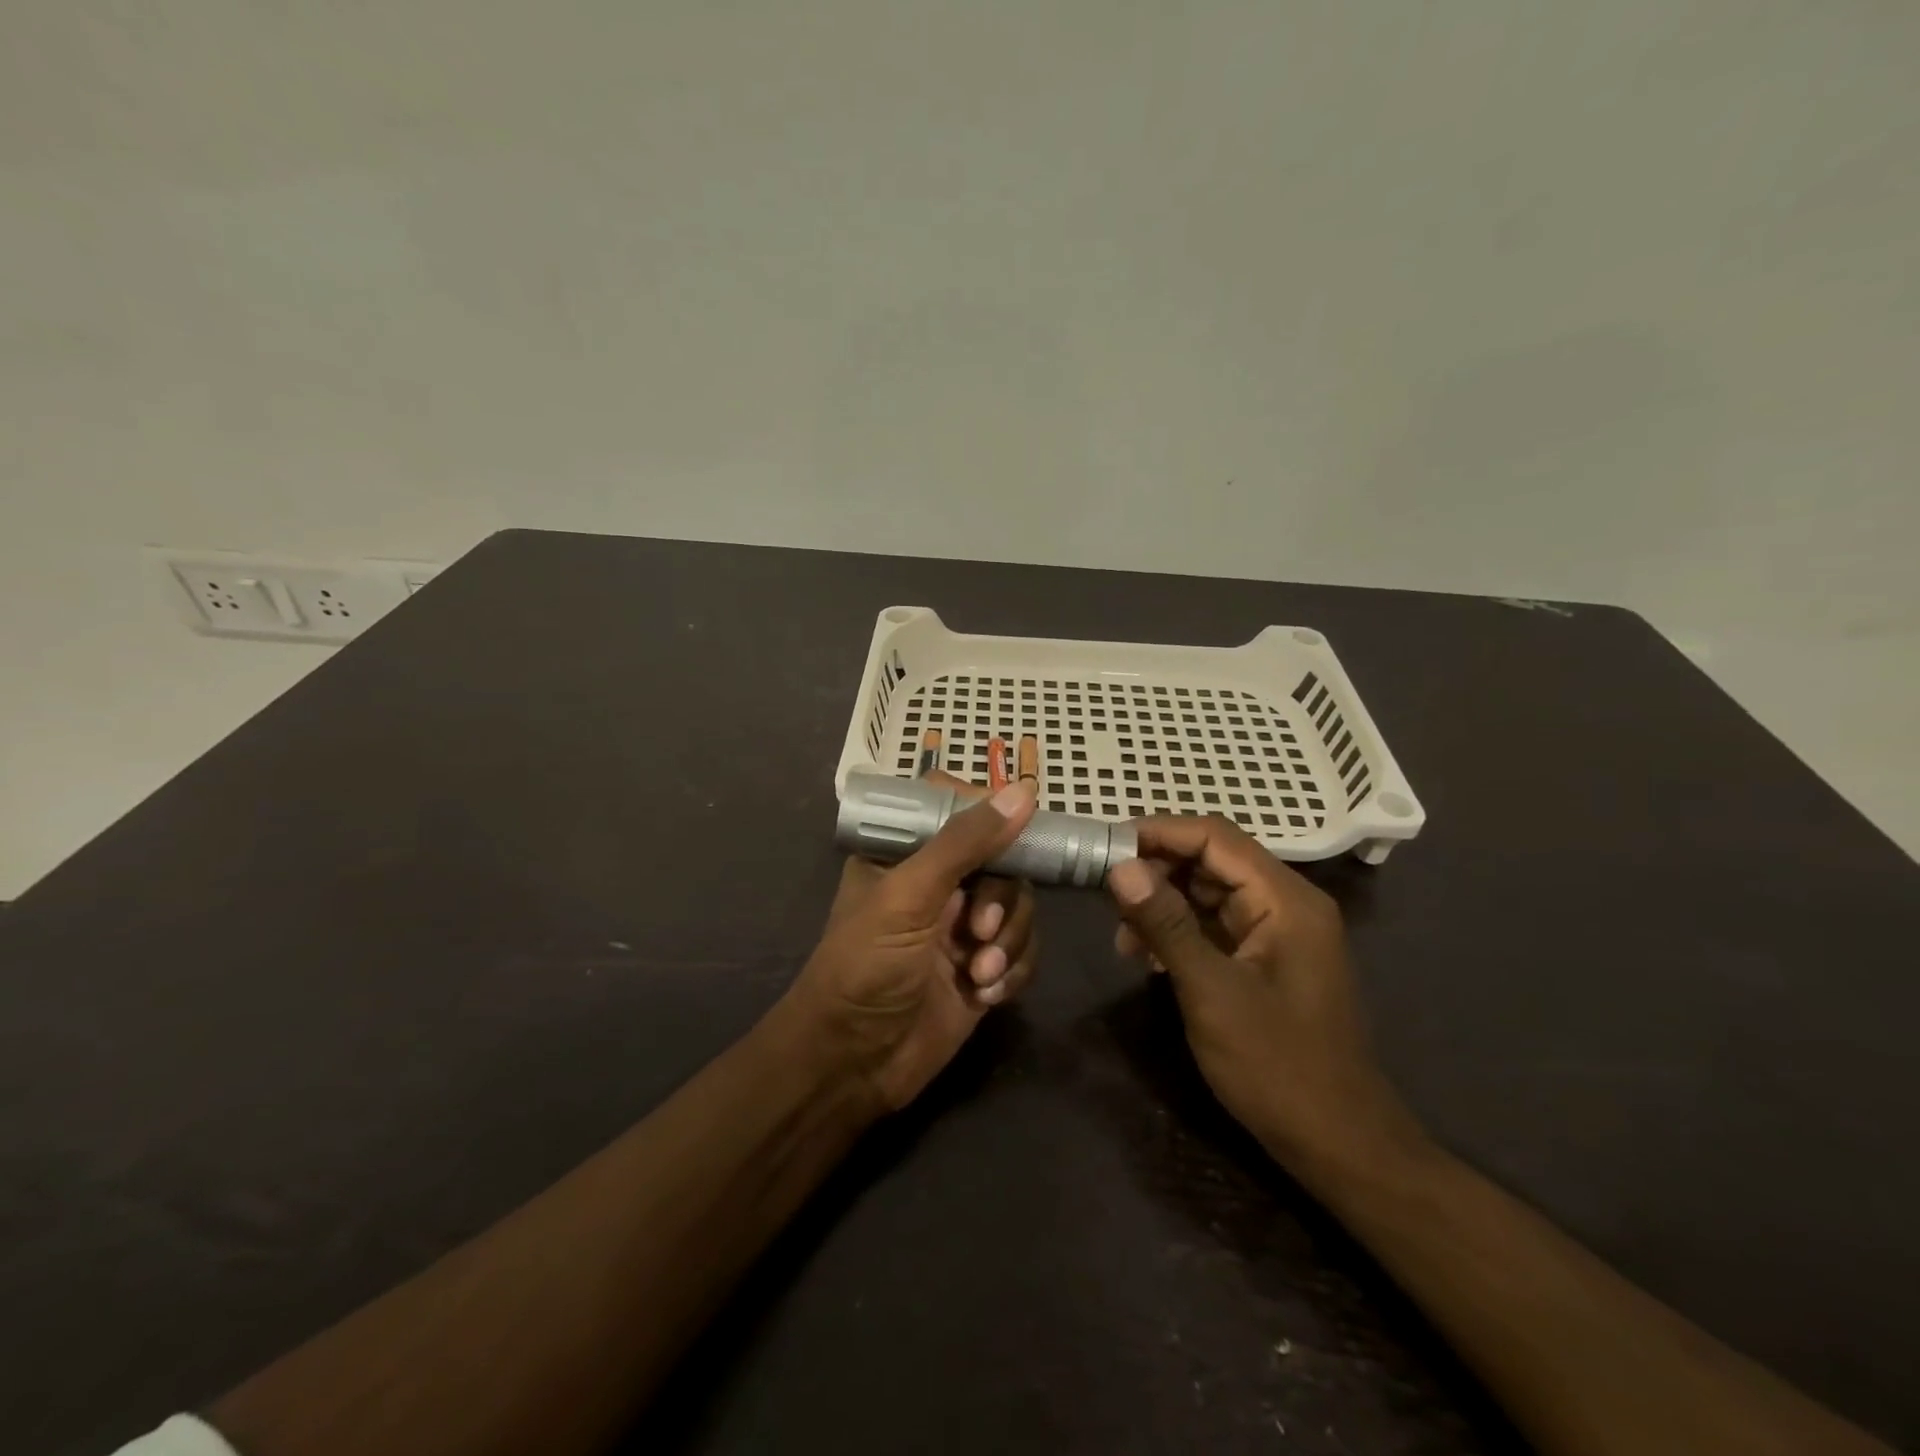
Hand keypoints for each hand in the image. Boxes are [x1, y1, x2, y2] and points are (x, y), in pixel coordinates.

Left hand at [784, 775, 1039, 1114]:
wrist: (853, 1065)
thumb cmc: (864, 967)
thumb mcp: (907, 897)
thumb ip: (963, 843)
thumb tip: (1023, 791)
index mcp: (905, 853)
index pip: (956, 807)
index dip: (987, 816)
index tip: (1009, 837)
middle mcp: (937, 883)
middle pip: (1001, 859)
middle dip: (1001, 898)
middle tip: (980, 930)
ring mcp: (962, 927)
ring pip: (1018, 906)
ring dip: (1009, 940)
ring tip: (980, 973)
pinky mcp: (983, 968)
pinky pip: (1024, 950)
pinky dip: (1014, 970)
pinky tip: (986, 995)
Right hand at [1105, 816, 1423, 1173]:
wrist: (1338, 1144)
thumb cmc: (1278, 1066)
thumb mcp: (1212, 992)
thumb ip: (1166, 924)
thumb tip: (1120, 867)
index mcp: (1285, 900)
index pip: (1215, 837)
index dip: (1159, 833)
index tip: (1106, 847)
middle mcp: (1286, 904)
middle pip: (1211, 860)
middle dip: (1157, 871)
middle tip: (1108, 897)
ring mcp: (1278, 932)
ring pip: (1209, 892)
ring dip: (1163, 903)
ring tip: (1123, 937)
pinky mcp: (1266, 959)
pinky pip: (1215, 924)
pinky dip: (1179, 930)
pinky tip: (1148, 957)